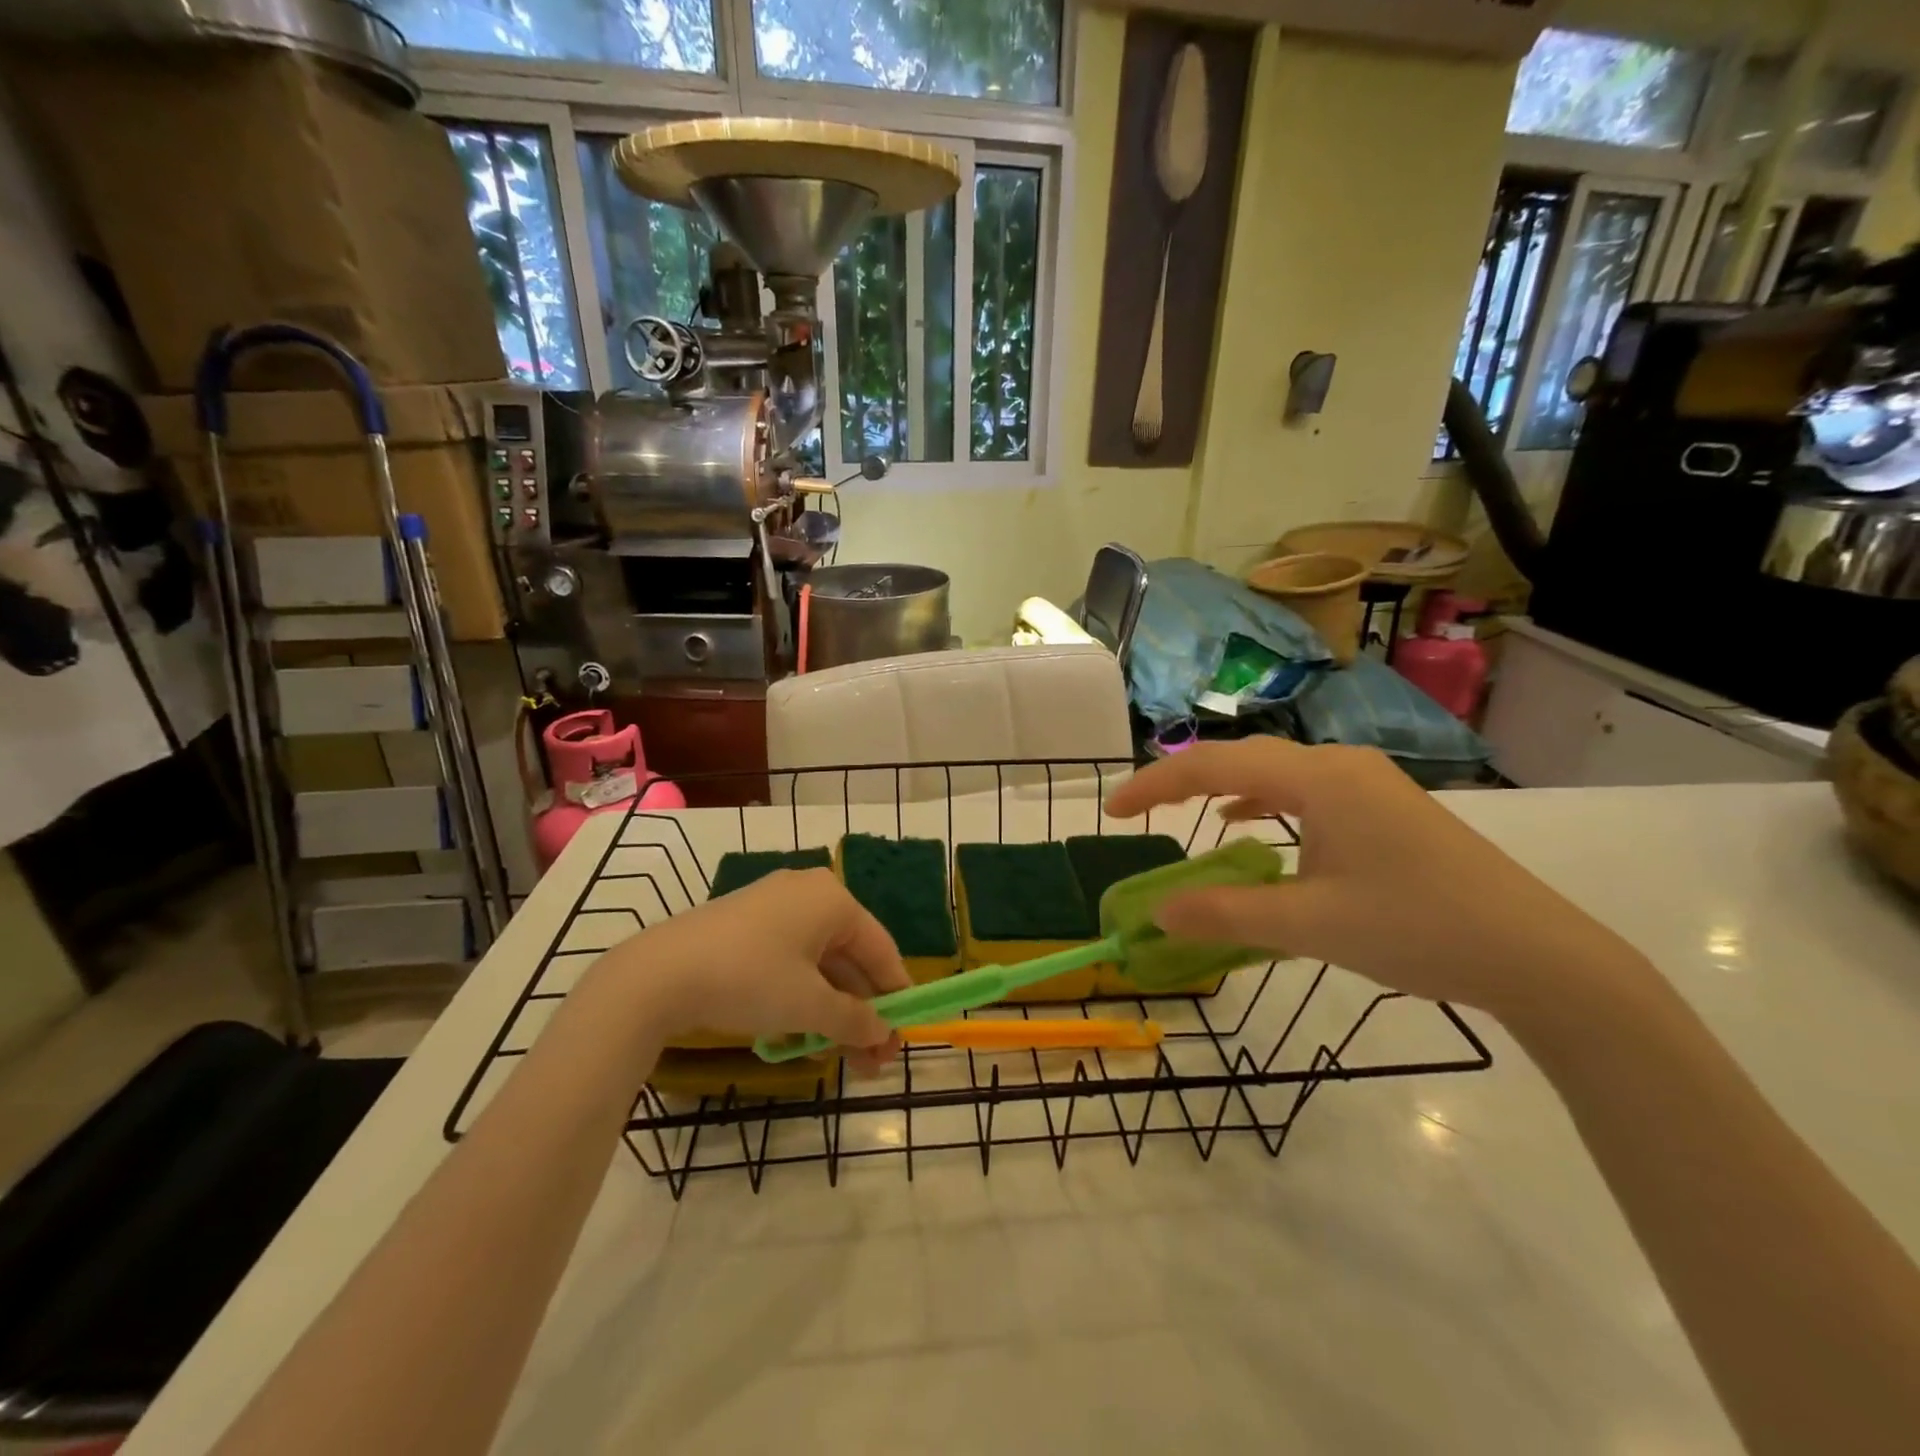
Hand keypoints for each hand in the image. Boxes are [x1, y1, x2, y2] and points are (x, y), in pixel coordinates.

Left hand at [589, 869, 911, 1074]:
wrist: (658, 974)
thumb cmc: (750, 979)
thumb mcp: (809, 1006)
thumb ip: (854, 1020)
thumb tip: (885, 1033)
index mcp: (833, 900)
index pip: (881, 949)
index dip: (896, 995)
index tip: (904, 1036)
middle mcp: (808, 894)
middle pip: (850, 958)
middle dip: (862, 1012)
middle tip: (872, 1060)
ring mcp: (774, 907)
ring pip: (819, 963)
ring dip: (833, 1012)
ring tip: (839, 1059)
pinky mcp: (745, 925)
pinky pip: (790, 961)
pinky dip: (802, 997)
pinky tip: (802, 1038)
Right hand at [1105, 740, 1639, 1021]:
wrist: (1540, 956)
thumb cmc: (1419, 929)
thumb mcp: (1311, 925)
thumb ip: (1225, 914)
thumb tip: (1157, 913)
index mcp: (1318, 778)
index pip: (1214, 765)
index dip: (1155, 785)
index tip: (1113, 812)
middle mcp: (1339, 766)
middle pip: (1241, 759)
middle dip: (1182, 781)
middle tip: (1137, 812)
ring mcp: (1366, 784)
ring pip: (1273, 773)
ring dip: (1222, 789)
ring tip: (1181, 813)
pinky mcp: (1383, 809)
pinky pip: (1303, 792)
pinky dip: (1262, 804)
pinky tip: (1247, 825)